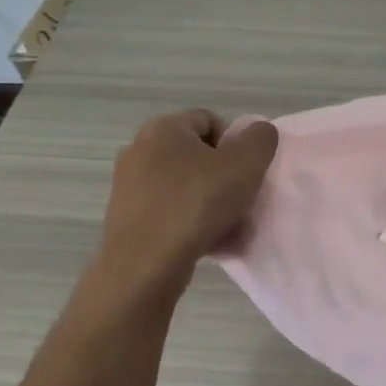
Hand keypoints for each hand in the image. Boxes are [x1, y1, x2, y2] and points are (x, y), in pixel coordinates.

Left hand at [93, 110, 279, 291]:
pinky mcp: (126, 217)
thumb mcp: (246, 164)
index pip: (210, 121)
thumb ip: (260, 139)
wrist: (145, 265)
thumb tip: (258, 132)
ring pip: (185, 186)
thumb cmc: (197, 204)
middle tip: (239, 199)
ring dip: (209, 202)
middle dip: (222, 175)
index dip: (235, 144)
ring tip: (226, 226)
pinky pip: (169, 211)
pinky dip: (189, 222)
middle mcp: (139, 149)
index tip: (244, 173)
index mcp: (163, 128)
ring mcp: (128, 185)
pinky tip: (206, 242)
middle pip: (197, 155)